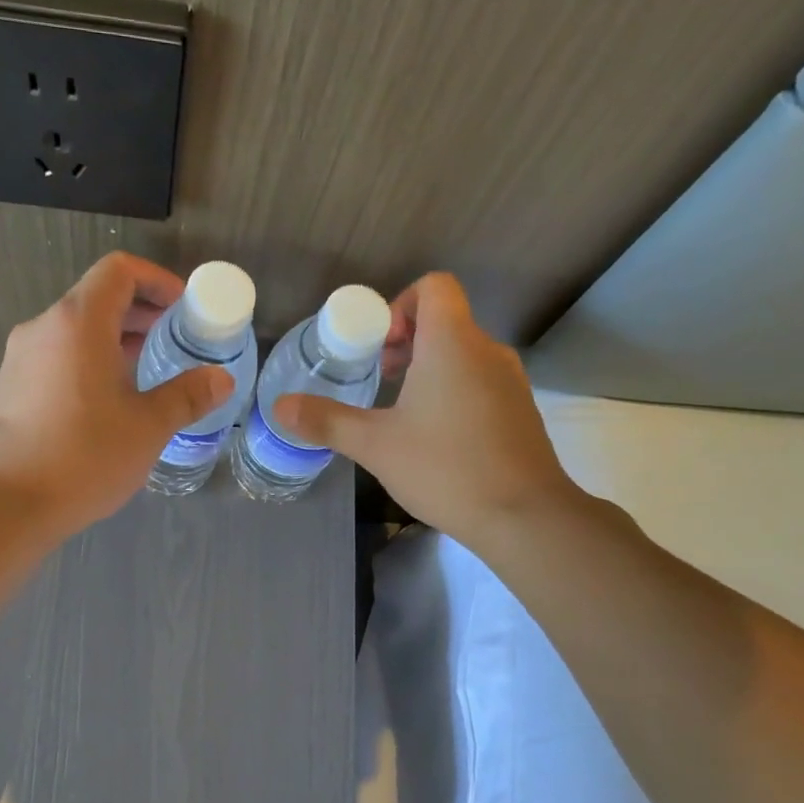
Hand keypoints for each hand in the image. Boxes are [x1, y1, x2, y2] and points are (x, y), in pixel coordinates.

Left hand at [0, 252, 232, 535]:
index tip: (183, 308)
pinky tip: (108, 400)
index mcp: (79, 323)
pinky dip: (89, 360)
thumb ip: (187, 396)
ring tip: (147, 371)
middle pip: (97, 297)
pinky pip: (58, 355)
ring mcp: (22, 357)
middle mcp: (45, 327)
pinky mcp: (12, 385)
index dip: (156, 280)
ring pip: (76, 329)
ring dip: (115, 338)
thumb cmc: (86, 457)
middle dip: (140, 312)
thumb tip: (221, 379)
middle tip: (175, 340)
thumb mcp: (148, 427)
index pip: (119, 272)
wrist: (9, 503)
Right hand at [273, 273, 581, 547]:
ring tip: (402, 413)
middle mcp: (487, 350)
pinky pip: (481, 383)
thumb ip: (327, 421)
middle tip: (380, 379)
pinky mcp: (520, 411)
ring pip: (464, 354)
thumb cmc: (445, 468)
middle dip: (407, 342)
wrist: (523, 515)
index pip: (434, 287)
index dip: (400, 305)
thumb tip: (280, 407)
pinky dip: (454, 393)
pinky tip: (437, 439)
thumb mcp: (376, 445)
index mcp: (452, 342)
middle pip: (446, 320)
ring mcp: (510, 381)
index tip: (379, 347)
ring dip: (430, 370)